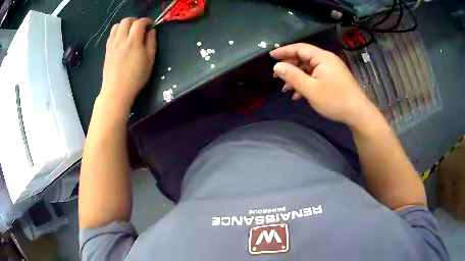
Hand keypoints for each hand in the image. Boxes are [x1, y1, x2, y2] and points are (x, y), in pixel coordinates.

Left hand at [100, 17, 155, 107]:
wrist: (116, 91)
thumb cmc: (135, 78)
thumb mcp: (149, 60)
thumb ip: (151, 43)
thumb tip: (151, 31)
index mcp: (133, 41)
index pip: (139, 22)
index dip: (147, 21)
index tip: (150, 25)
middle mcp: (121, 39)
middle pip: (126, 20)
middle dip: (135, 20)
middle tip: (140, 27)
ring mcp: (112, 44)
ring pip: (117, 25)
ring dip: (125, 25)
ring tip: (130, 32)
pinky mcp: (107, 50)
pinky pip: (111, 34)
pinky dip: (118, 31)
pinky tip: (122, 39)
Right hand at [270, 43, 378, 126]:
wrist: (358, 113)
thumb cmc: (335, 100)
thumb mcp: (311, 89)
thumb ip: (293, 76)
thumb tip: (277, 66)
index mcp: (322, 57)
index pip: (300, 48)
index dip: (284, 51)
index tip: (271, 55)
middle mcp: (327, 59)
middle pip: (304, 58)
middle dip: (290, 67)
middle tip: (278, 77)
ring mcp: (332, 69)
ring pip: (310, 68)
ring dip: (298, 77)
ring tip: (287, 89)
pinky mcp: (334, 78)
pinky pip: (317, 76)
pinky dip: (307, 82)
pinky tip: (300, 94)